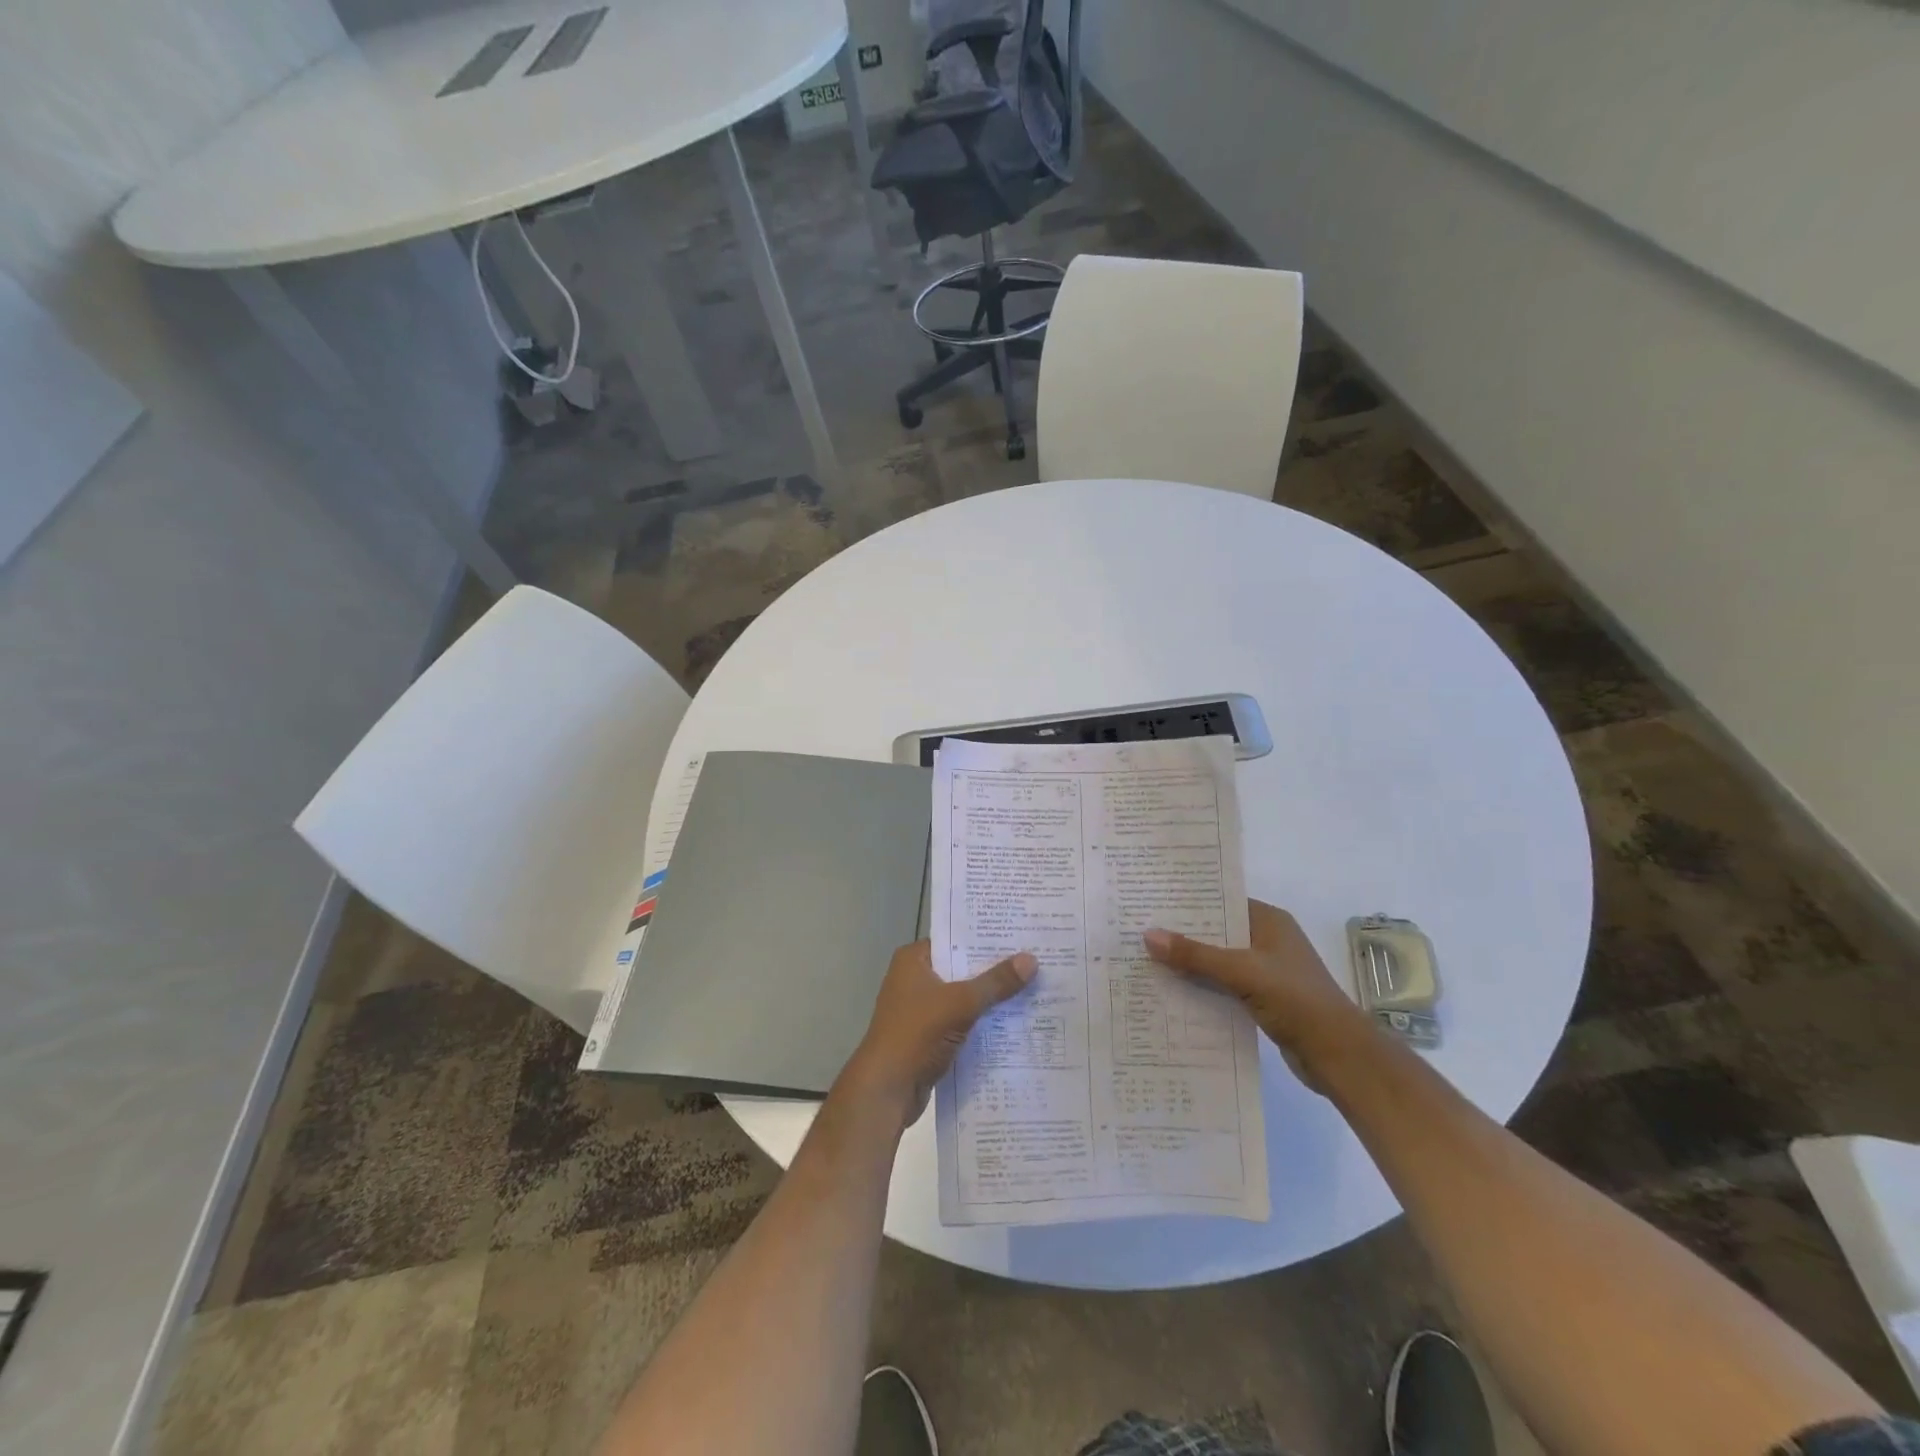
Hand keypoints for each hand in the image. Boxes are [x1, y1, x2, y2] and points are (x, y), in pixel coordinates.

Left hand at [839, 941, 1036, 1127]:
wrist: (887, 1090)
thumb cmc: (917, 1033)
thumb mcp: (960, 1003)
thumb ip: (995, 982)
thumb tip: (1032, 959)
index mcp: (914, 960)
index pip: (955, 939)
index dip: (986, 938)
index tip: (1020, 935)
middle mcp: (915, 979)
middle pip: (962, 969)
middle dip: (994, 970)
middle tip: (1035, 961)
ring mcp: (921, 1009)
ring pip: (963, 997)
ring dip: (990, 999)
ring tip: (1033, 989)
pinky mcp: (929, 1036)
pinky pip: (962, 1022)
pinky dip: (982, 1023)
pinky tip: (1014, 1023)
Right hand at [1143, 900, 1367, 1089]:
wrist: (1340, 1056)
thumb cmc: (1296, 1000)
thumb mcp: (1242, 972)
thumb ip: (1195, 955)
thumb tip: (1148, 935)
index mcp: (1269, 921)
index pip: (1222, 901)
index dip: (1188, 902)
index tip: (1151, 901)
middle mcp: (1267, 940)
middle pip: (1216, 932)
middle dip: (1182, 935)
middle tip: (1139, 931)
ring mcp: (1265, 971)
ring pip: (1217, 960)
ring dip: (1190, 964)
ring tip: (1146, 960)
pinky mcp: (1262, 999)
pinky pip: (1223, 986)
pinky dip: (1202, 987)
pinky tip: (1172, 992)